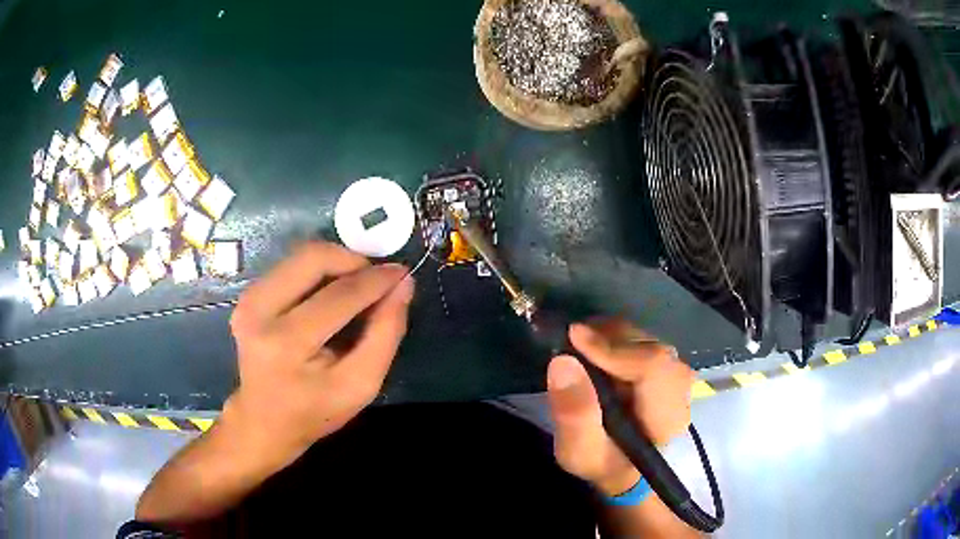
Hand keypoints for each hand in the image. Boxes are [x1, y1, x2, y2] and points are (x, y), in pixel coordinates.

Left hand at [224, 241, 413, 464]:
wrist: (264, 420)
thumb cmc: (315, 410)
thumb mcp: (361, 385)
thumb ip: (385, 334)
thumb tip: (402, 284)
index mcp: (286, 344)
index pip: (339, 296)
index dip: (375, 280)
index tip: (402, 273)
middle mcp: (259, 312)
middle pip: (313, 258)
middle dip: (352, 260)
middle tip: (375, 279)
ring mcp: (249, 300)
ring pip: (301, 255)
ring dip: (336, 263)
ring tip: (356, 286)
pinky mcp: (247, 295)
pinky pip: (291, 266)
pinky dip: (319, 271)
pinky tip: (331, 292)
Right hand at [546, 320, 694, 495]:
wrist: (621, 467)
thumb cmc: (601, 462)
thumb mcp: (578, 452)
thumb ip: (574, 414)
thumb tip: (563, 362)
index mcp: (666, 417)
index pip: (653, 366)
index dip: (614, 349)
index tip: (574, 337)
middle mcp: (680, 390)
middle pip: (651, 348)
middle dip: (610, 340)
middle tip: (571, 341)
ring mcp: (676, 375)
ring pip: (649, 340)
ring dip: (612, 337)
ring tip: (581, 345)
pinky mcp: (667, 367)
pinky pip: (645, 341)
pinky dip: (618, 338)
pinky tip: (597, 349)